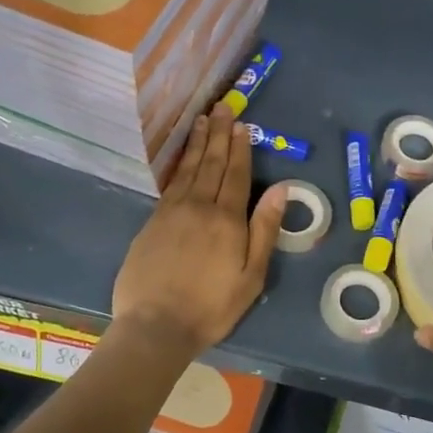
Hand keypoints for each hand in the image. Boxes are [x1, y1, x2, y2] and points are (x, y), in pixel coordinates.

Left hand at [111, 105, 286, 359]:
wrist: (156, 325)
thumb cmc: (212, 307)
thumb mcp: (251, 275)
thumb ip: (264, 230)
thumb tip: (281, 188)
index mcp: (227, 220)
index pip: (236, 175)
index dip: (240, 149)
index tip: (242, 125)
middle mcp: (198, 207)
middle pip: (211, 164)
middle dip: (218, 135)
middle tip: (222, 107)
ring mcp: (171, 213)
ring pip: (188, 169)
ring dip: (197, 143)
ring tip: (202, 120)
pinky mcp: (152, 223)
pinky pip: (170, 184)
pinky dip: (178, 165)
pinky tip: (182, 158)